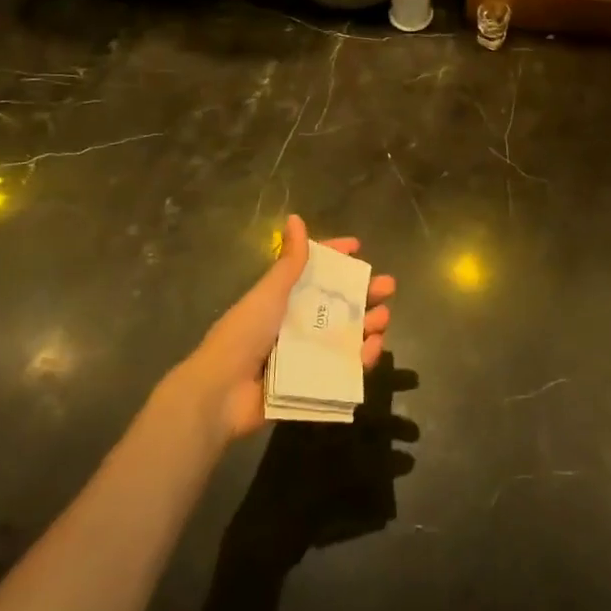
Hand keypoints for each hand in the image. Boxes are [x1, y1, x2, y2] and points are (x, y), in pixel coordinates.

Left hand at [177, 214, 395, 442]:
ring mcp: (305, 354)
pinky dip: (361, 358)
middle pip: (337, 303)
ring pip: (345, 334)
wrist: (221, 392)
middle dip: (364, 293)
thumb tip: (296, 218)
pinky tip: (373, 347)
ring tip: (383, 318)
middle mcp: (295, 323)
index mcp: (283, 298)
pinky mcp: (312, 383)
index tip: (359, 248)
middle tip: (388, 287)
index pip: (313, 271)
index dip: (335, 257)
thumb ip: (289, 261)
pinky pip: (343, 367)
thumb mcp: (269, 292)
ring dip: (367, 324)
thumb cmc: (245, 333)